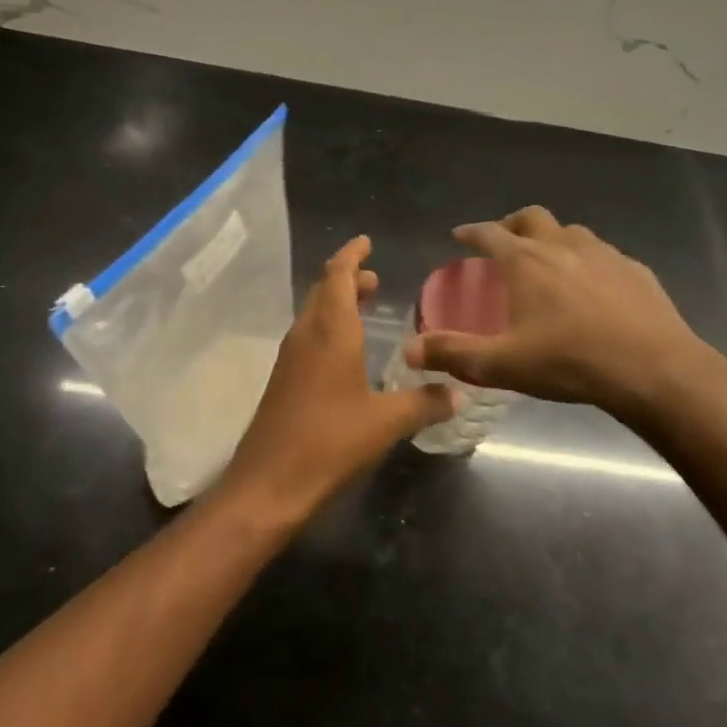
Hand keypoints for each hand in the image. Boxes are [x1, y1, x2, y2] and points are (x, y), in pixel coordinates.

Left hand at [218, 236, 453, 523]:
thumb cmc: (329, 443)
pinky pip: (308, 336)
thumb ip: (423, 403)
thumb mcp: (385, 422)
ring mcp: (291, 357)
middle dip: (347, 278)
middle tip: (374, 277)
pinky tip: (346, 350)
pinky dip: (329, 327)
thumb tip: (458, 392)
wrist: (268, 484)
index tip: (366, 241)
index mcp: (330, 331)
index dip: (351, 255)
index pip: (337, 276)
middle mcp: (306, 335)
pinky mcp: (284, 379)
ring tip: (365, 303)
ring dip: (337, 302)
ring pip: (314, 313)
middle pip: (324, 290)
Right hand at [405, 206, 726, 420]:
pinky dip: (588, 261)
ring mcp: (603, 253)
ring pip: (571, 231)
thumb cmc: (571, 361)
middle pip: (531, 218)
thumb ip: (454, 353)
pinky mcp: (634, 270)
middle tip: (504, 243)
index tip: (459, 236)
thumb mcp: (503, 364)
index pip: (489, 233)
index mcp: (526, 261)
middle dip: (512, 224)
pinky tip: (594, 287)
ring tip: (548, 262)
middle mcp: (562, 245)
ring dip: (552, 239)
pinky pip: (604, 255)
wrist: (655, 369)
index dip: (470, 232)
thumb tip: (410, 351)